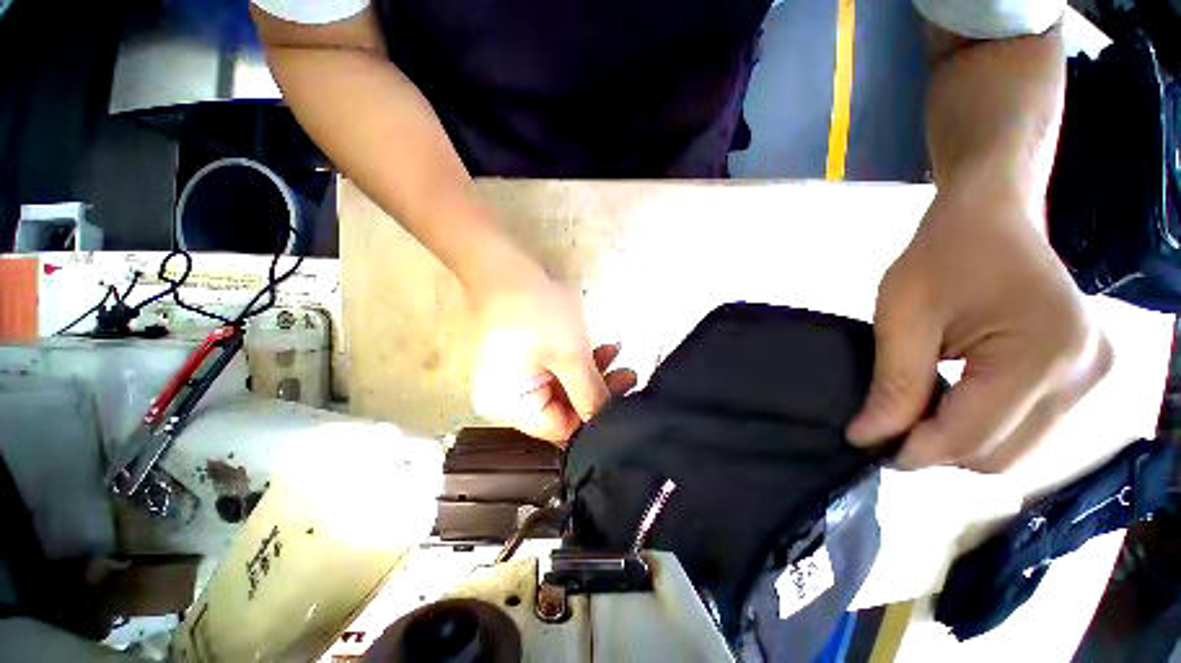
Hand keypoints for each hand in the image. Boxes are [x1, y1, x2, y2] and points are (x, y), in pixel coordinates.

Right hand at [471, 272, 635, 444]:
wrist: (503, 267)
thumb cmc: (536, 311)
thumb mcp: (570, 354)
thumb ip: (591, 393)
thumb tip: (609, 424)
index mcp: (510, 406)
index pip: (561, 429)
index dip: (593, 418)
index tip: (625, 400)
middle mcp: (509, 402)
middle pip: (563, 410)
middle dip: (597, 391)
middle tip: (629, 375)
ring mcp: (516, 381)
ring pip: (564, 390)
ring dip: (592, 373)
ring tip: (619, 356)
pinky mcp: (524, 363)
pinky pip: (556, 373)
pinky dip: (579, 363)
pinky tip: (604, 349)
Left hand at [846, 186, 1112, 471]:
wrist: (990, 217)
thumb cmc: (941, 256)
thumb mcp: (902, 318)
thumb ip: (892, 385)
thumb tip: (867, 440)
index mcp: (1043, 357)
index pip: (971, 437)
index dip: (914, 451)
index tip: (869, 448)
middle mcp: (1083, 378)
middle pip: (999, 455)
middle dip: (938, 450)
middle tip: (890, 428)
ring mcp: (1092, 378)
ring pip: (1015, 449)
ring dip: (961, 442)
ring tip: (916, 416)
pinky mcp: (1085, 374)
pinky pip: (1028, 428)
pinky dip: (984, 427)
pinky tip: (952, 405)